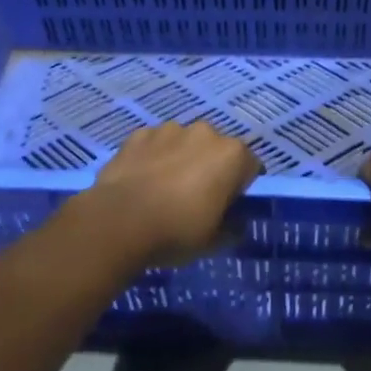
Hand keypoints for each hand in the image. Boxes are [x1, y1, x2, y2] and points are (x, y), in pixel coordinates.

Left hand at [82, 122, 260, 267]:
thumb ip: (233, 227)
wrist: (119, 221)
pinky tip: (142, 181)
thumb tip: (236, 222)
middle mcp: (205, 132)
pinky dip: (154, 157)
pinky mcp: (140, 133)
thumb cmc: (177, 231)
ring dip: (181, 159)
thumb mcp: (215, 241)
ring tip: (164, 189)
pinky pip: (155, 144)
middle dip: (211, 168)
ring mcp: (170, 129)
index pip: (251, 168)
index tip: (227, 207)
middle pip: (217, 150)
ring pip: (185, 143)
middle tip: (196, 198)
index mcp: (232, 155)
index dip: (241, 188)